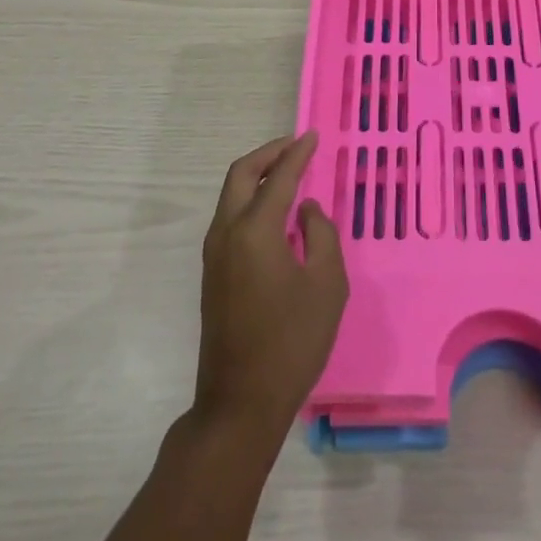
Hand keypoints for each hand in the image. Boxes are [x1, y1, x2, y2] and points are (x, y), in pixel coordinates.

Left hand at [193, 133, 347, 439]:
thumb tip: (305, 210)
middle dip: (268, 154)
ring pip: (230, 195)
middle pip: (240, 175)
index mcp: (255, 230)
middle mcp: (227, 233)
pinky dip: (250, 199)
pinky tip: (274, 211)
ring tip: (287, 172)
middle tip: (295, 147)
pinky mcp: (213, 273)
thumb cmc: (292, 341)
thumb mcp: (327, 285)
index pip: (279, 178)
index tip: (313, 137)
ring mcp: (214, 254)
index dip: (298, 153)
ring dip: (256, 175)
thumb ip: (321, 234)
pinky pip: (229, 217)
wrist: (240, 403)